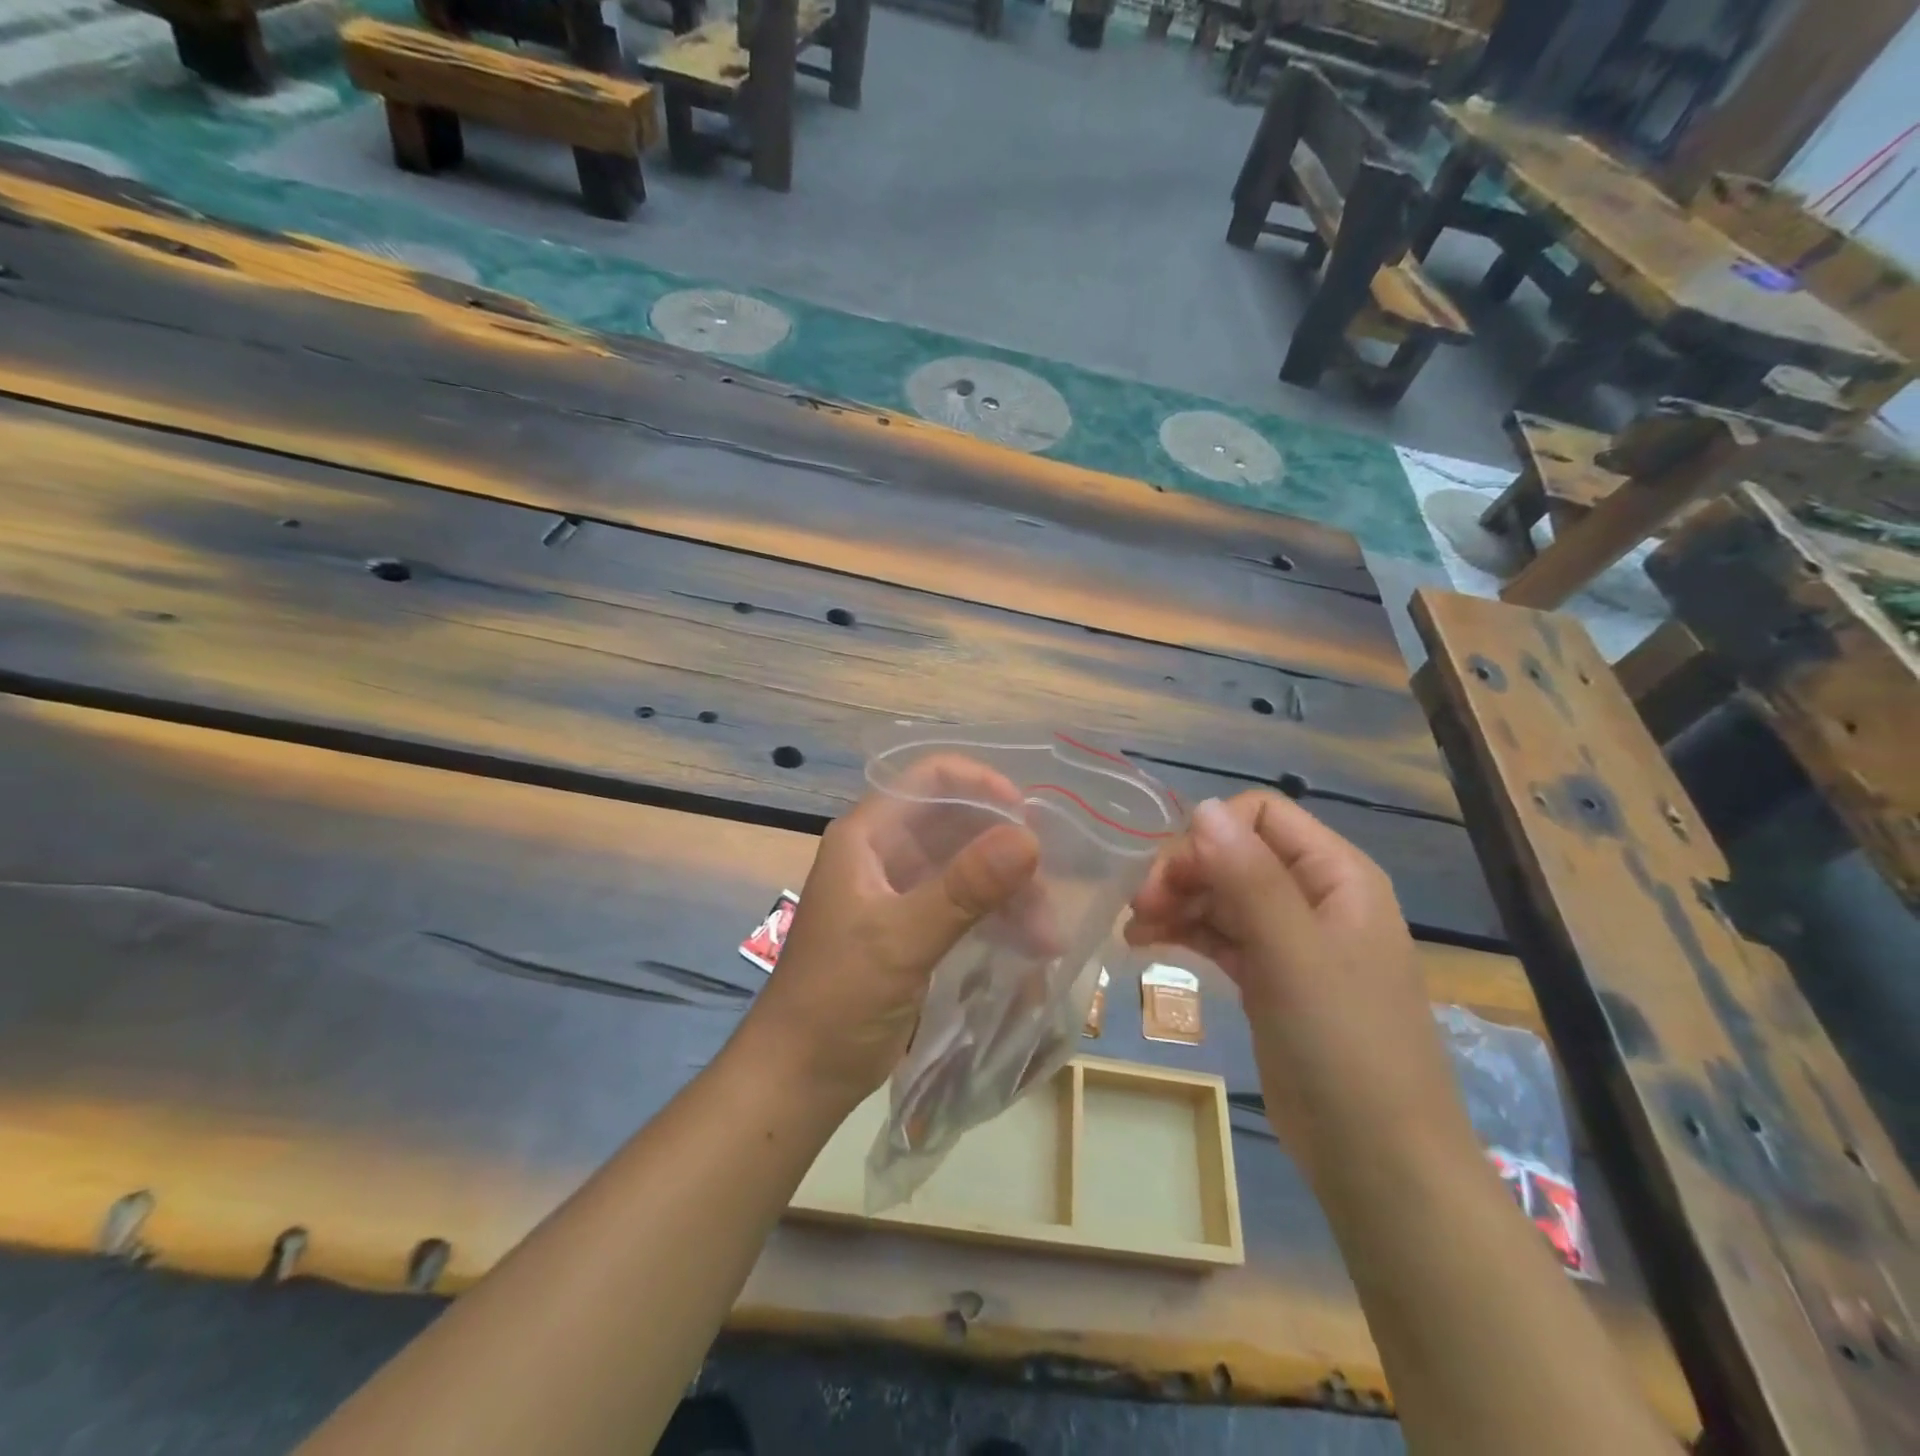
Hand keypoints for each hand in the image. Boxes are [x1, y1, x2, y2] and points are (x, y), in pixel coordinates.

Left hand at [735, 756, 1041, 1118]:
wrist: (799, 1077)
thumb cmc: (837, 999)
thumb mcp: (902, 940)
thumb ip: (964, 888)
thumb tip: (1029, 839)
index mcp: (868, 837)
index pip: (930, 780)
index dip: (981, 786)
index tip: (1029, 817)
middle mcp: (885, 854)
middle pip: (958, 825)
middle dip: (1005, 853)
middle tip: (1046, 892)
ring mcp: (900, 892)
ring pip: (968, 868)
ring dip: (1009, 893)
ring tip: (1046, 937)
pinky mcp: (914, 929)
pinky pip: (966, 905)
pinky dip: (998, 918)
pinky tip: (1031, 946)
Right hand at [1125, 794, 1477, 1184]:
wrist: (1378, 1161)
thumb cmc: (1344, 1046)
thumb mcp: (1293, 954)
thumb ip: (1249, 877)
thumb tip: (1201, 806)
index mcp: (1337, 875)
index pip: (1262, 815)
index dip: (1210, 835)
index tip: (1168, 877)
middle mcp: (1315, 896)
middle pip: (1235, 853)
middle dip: (1184, 871)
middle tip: (1139, 907)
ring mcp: (1292, 939)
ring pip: (1222, 894)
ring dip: (1176, 902)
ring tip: (1132, 930)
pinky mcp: (1270, 978)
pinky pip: (1220, 935)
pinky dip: (1184, 933)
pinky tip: (1145, 945)